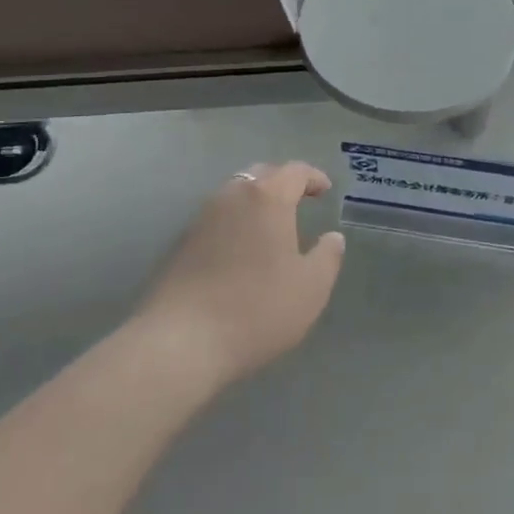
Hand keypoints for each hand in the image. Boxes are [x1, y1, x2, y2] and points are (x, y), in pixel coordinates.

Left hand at [138, 161, 345, 391]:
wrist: (181, 342)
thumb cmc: (257, 309)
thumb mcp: (311, 288)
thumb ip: (328, 256)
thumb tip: (332, 237)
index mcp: (267, 198)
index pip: (294, 171)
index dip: (313, 177)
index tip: (325, 189)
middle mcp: (232, 196)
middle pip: (261, 175)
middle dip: (282, 182)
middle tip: (299, 200)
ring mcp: (202, 218)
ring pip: (235, 194)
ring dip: (256, 201)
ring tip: (271, 224)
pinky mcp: (182, 242)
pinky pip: (218, 218)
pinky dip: (235, 221)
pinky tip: (242, 248)